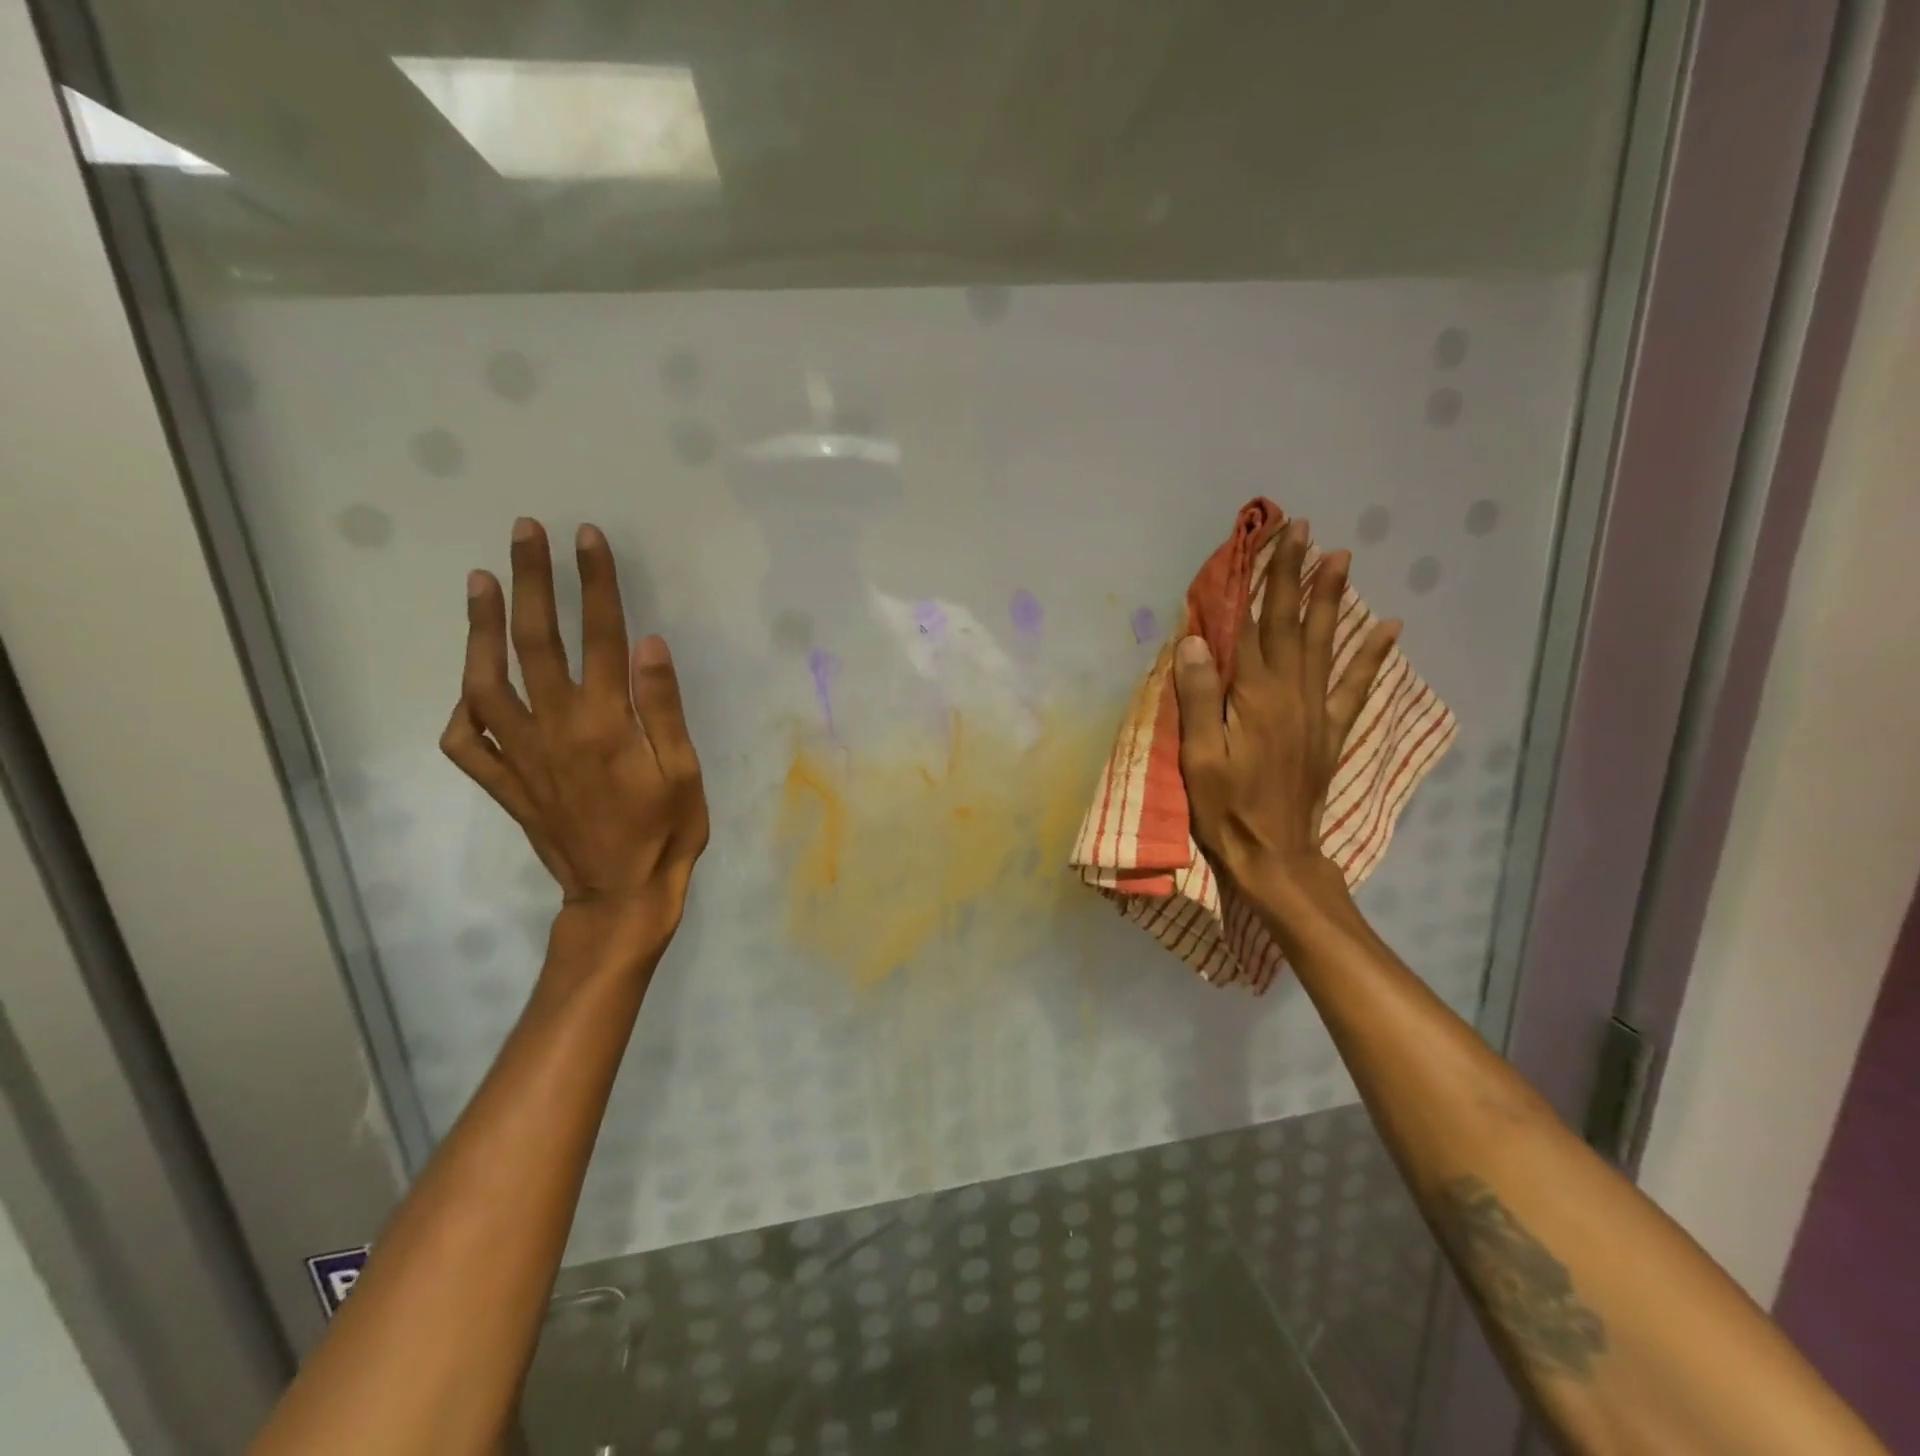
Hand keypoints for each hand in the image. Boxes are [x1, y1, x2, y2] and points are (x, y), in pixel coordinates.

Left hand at [439, 518, 708, 954]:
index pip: (598, 636)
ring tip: (480, 582)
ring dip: (480, 628)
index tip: (586, 539)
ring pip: (485, 681)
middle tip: (523, 532)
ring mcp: (520, 756)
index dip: (593, 583)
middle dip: (531, 581)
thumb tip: (647, 643)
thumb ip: (663, 706)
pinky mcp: (504, 783)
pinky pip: (466, 741)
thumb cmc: (665, 831)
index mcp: (605, 723)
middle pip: (535, 642)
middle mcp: (554, 729)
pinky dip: (460, 708)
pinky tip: (468, 685)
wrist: (619, 894)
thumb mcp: (683, 770)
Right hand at [1172, 518, 1398, 911]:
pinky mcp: (1328, 732)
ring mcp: (1314, 712)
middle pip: (1291, 624)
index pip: (1255, 627)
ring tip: (1339, 558)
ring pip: (1323, 644)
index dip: (1261, 582)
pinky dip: (1371, 656)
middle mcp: (1289, 694)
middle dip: (1296, 575)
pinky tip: (1388, 628)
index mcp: (1254, 697)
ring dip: (1330, 600)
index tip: (1270, 541)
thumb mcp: (1200, 757)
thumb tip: (1196, 641)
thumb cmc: (1226, 808)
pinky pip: (1354, 687)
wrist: (1274, 855)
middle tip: (1304, 531)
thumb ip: (1200, 698)